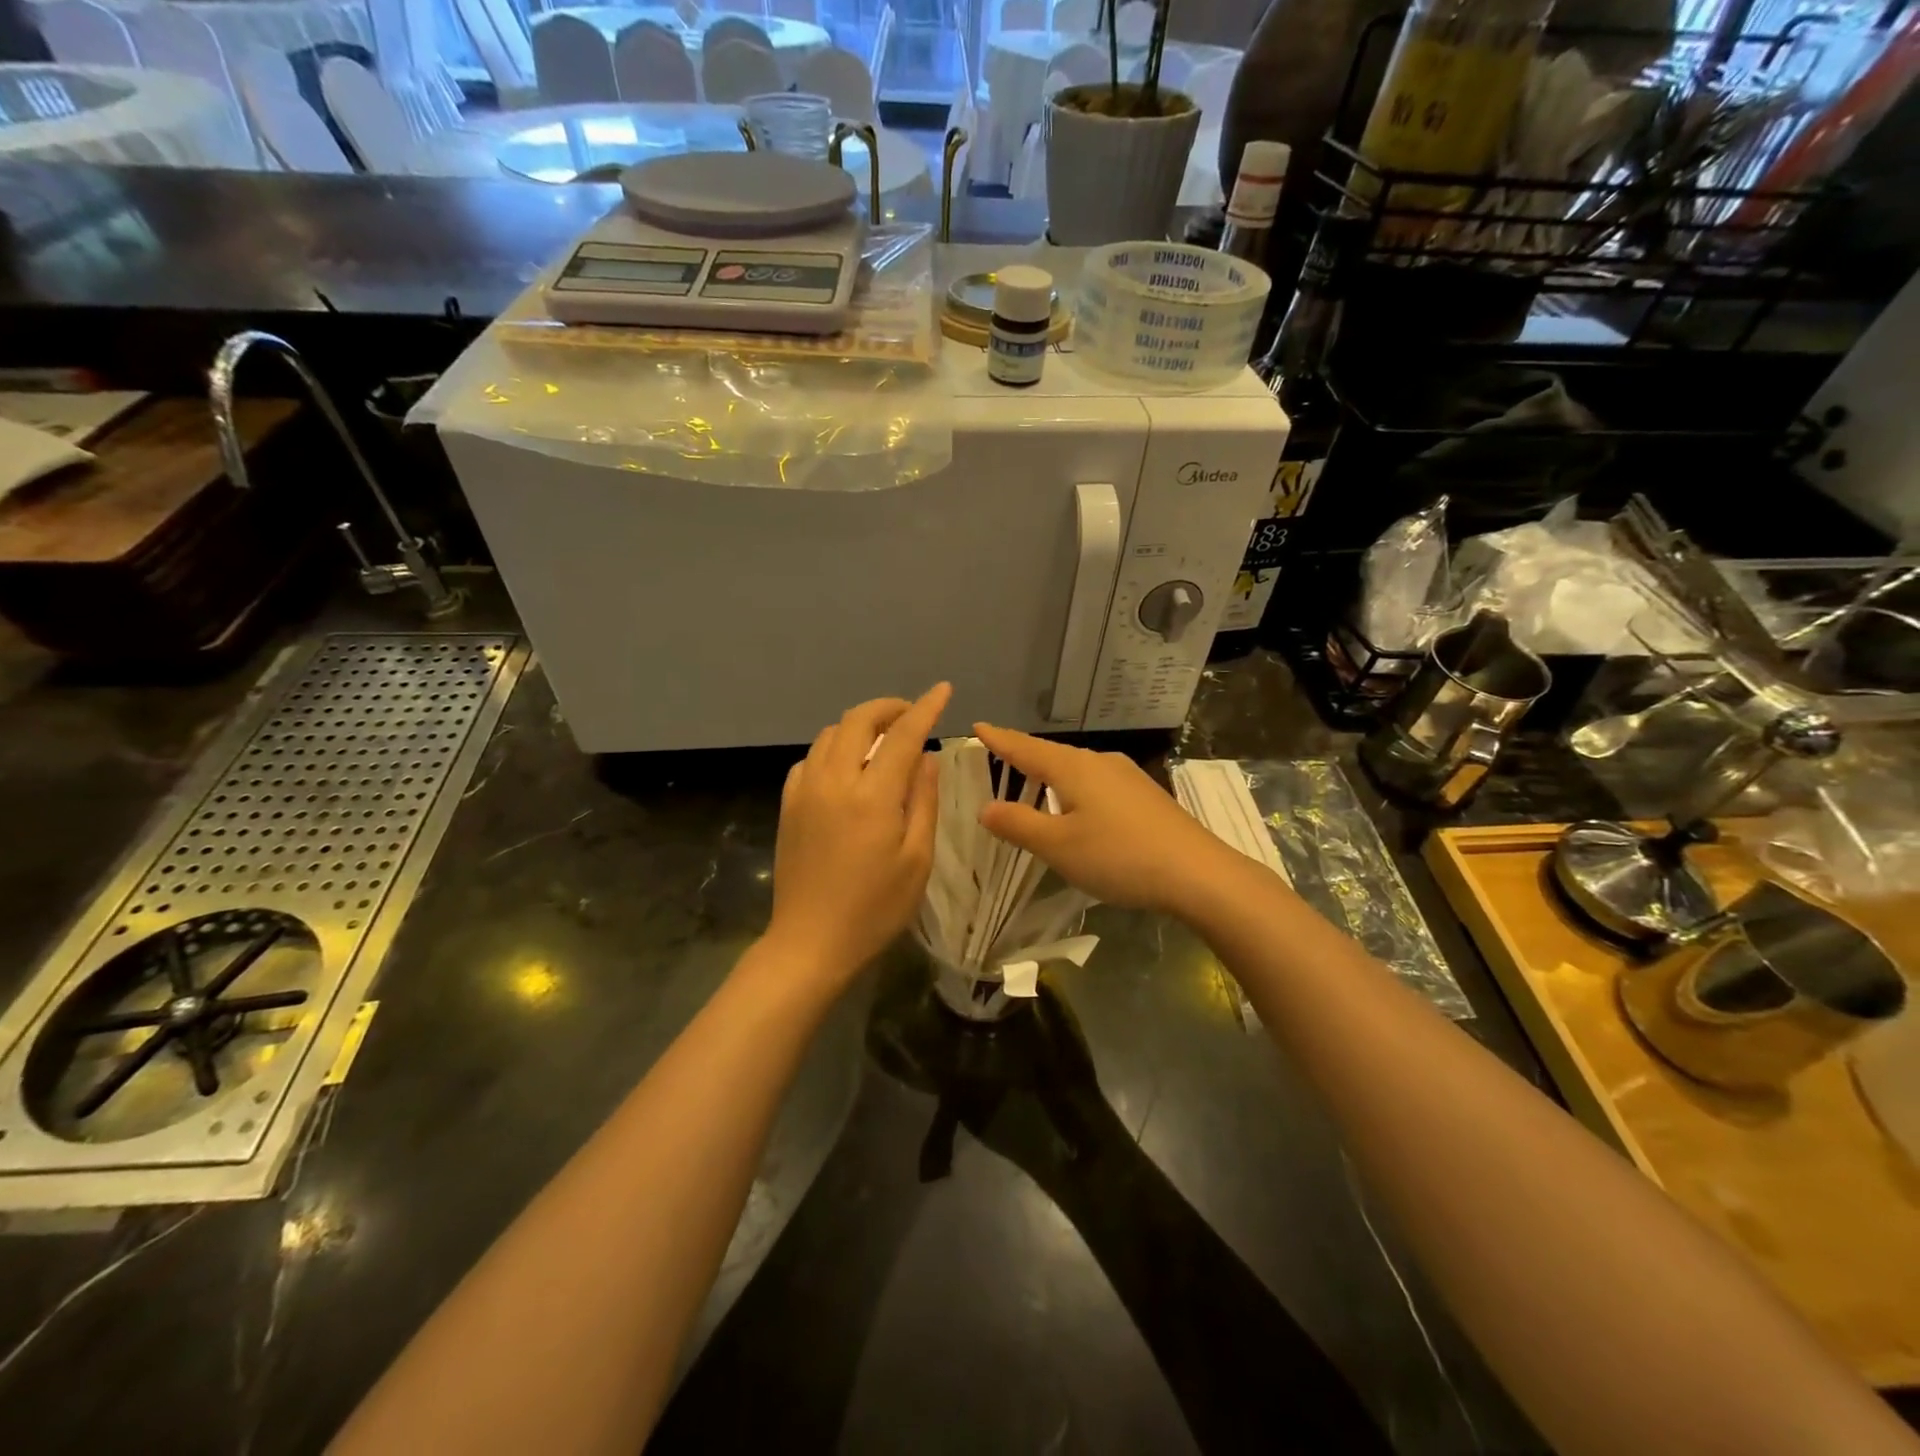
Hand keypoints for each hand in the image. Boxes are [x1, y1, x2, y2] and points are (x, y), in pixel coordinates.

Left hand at [764, 684, 951, 988]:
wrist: (811, 943)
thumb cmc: (875, 908)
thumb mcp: (917, 859)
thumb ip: (923, 800)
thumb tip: (927, 757)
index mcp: (872, 795)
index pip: (903, 735)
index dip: (926, 708)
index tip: (943, 690)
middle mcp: (834, 781)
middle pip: (858, 720)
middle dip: (888, 707)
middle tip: (912, 715)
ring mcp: (805, 791)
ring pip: (830, 734)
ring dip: (860, 725)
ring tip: (883, 740)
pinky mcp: (788, 805)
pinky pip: (810, 759)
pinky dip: (833, 749)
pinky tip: (847, 768)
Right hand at [972, 723, 1242, 916]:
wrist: (1198, 873)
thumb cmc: (1119, 856)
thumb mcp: (1058, 846)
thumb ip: (1019, 824)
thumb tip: (985, 807)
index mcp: (1073, 768)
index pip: (1025, 748)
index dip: (998, 740)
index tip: (977, 727)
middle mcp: (1099, 762)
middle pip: (1051, 755)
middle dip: (1023, 757)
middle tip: (997, 759)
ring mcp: (1127, 777)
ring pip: (1076, 770)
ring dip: (1050, 776)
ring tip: (1031, 785)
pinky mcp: (1144, 796)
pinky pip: (1096, 784)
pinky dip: (1074, 790)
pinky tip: (1077, 808)